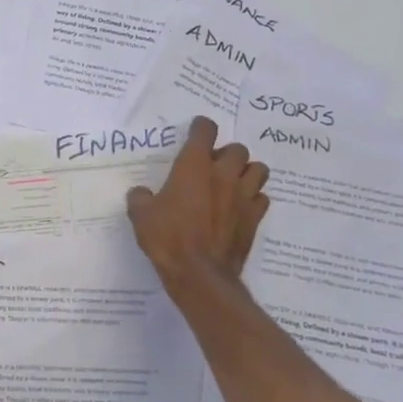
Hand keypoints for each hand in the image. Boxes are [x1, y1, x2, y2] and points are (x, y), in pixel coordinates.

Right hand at [127, 116, 269, 289]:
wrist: (199, 274)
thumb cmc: (167, 238)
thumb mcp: (141, 215)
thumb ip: (140, 197)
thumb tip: (141, 193)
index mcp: (193, 166)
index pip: (205, 130)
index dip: (201, 127)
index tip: (196, 132)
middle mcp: (223, 174)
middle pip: (238, 149)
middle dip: (226, 154)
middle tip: (213, 167)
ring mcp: (243, 196)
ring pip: (258, 169)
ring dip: (246, 172)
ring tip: (233, 183)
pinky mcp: (255, 218)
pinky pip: (262, 198)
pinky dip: (253, 199)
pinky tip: (240, 208)